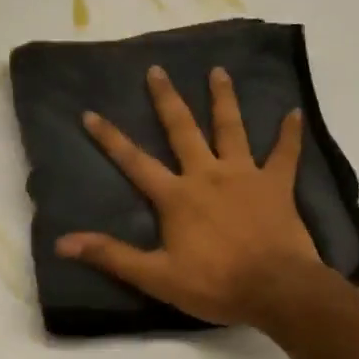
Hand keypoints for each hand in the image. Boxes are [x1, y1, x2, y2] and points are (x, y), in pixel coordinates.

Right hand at [57, 65, 322, 326]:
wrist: (275, 289)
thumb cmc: (214, 284)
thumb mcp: (156, 277)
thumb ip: (112, 256)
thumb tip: (63, 243)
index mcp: (176, 196)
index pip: (134, 162)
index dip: (110, 138)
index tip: (91, 113)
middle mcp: (207, 175)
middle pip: (183, 130)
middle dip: (167, 99)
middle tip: (157, 70)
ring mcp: (245, 175)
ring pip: (231, 129)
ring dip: (224, 99)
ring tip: (218, 71)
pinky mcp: (277, 185)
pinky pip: (285, 154)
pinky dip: (290, 134)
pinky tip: (295, 113)